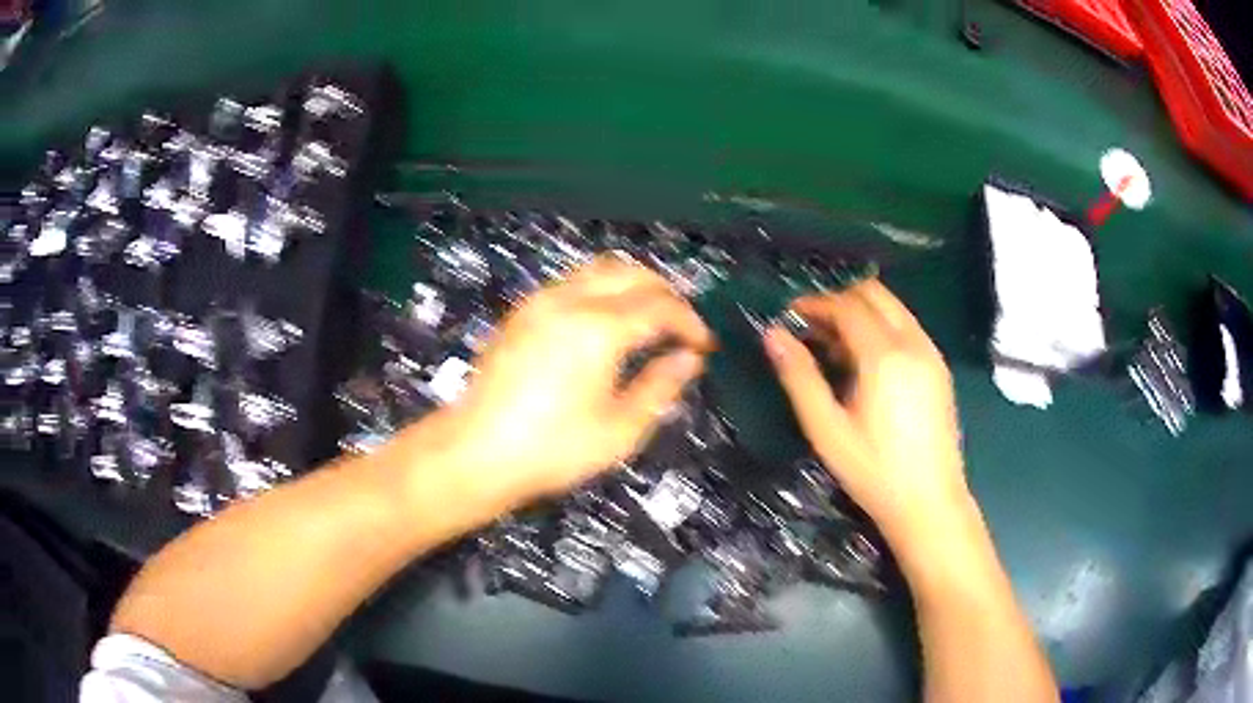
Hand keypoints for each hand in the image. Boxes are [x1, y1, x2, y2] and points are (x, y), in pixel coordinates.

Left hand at [415, 255, 713, 506]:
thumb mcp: (619, 430)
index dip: (689, 321)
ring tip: (649, 318)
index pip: (660, 305)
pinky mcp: (521, 312)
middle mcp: (569, 300)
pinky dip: (602, 289)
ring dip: (632, 285)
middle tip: (681, 325)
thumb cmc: (552, 449)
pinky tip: (606, 322)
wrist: (475, 452)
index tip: (704, 345)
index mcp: (598, 328)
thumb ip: (660, 387)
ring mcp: (540, 301)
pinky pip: (573, 282)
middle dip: (664, 292)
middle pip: (630, 272)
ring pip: (598, 270)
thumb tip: (688, 358)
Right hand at [764, 280, 968, 538]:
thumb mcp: (827, 430)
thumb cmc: (874, 472)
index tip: (789, 316)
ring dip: (861, 312)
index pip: (847, 306)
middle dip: (839, 300)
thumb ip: (799, 378)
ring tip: (834, 347)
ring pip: (893, 308)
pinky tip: (865, 364)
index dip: (815, 304)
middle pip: (874, 293)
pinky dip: (881, 327)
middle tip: (811, 327)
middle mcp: (913, 343)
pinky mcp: (939, 367)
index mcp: (885, 356)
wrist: (930, 503)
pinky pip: (906, 327)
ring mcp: (931, 353)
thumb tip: (773, 335)